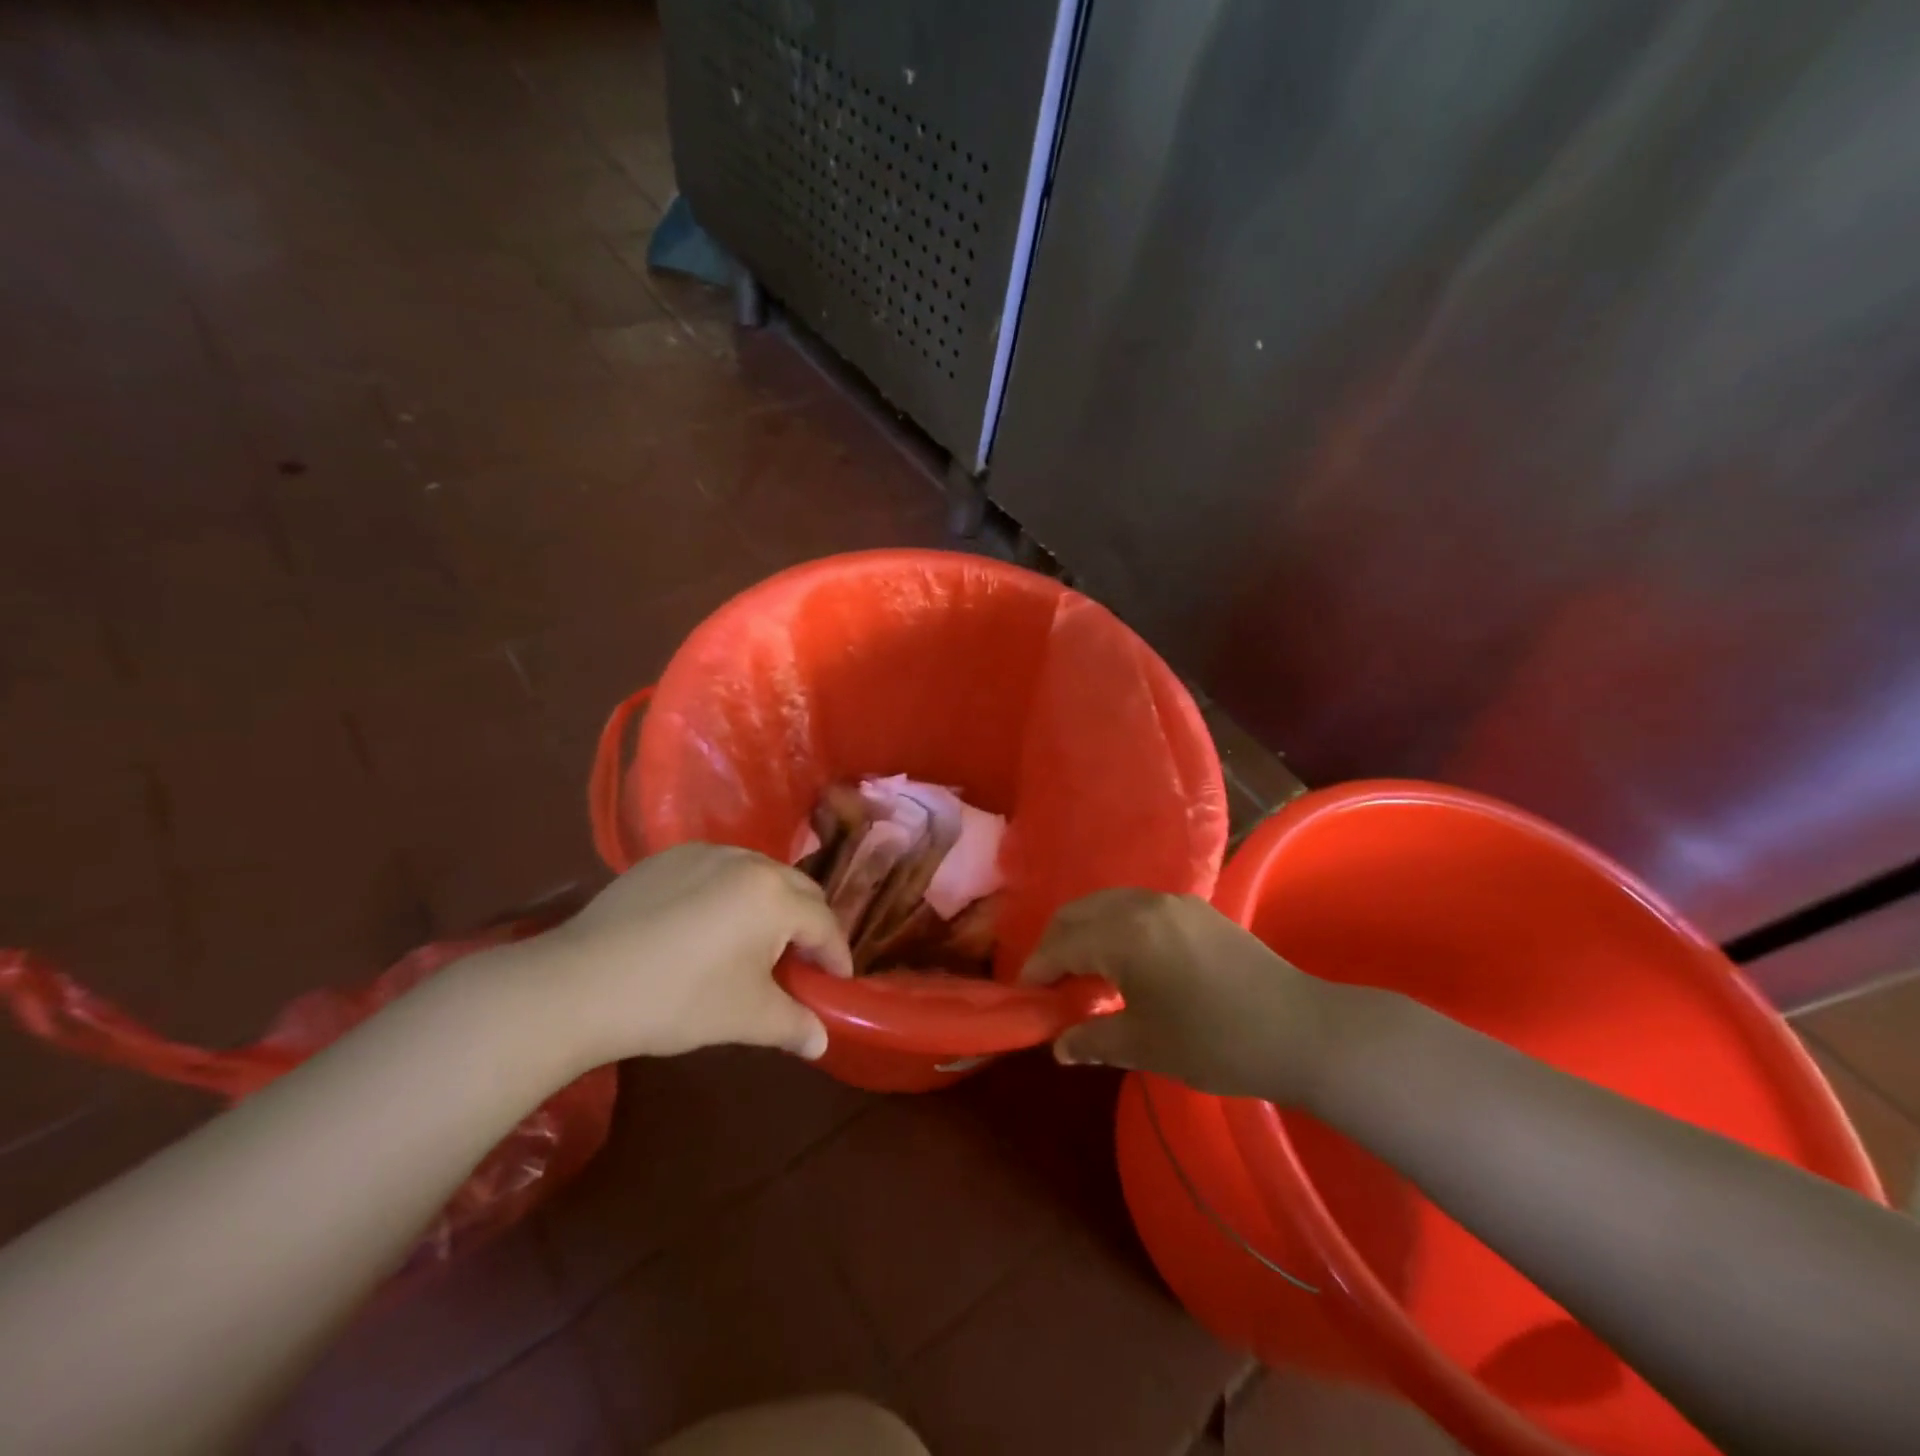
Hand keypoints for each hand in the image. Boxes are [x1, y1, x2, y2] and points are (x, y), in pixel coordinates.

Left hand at [521, 844, 852, 1068]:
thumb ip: (794, 1025)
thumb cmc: (677, 1000)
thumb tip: (821, 1043)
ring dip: (771, 905)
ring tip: (755, 943)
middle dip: (809, 925)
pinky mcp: (668, 857)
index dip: (836, 956)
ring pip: (759, 874)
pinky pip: (719, 869)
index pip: (824, 923)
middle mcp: (747, 861)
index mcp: (773, 896)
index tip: (836, 983)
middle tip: (801, 963)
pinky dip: (730, 893)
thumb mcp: (745, 1018)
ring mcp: (705, 853)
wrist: (579, 984)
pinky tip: (707, 926)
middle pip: (798, 889)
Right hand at [1020, 889, 1336, 1103]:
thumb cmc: (1216, 1042)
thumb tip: (1058, 1046)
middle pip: (1079, 912)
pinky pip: (1137, 906)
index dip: (1038, 968)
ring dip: (1085, 930)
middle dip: (1055, 941)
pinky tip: (1124, 959)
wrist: (1301, 1031)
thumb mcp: (1146, 1046)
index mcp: (1125, 934)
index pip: (1063, 943)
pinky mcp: (1197, 908)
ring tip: (1083, 969)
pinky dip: (1115, 925)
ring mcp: (1174, 901)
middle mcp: (1143, 904)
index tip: (1024, 993)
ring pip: (1108, 904)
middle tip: (1047, 979)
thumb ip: (1093, 1040)